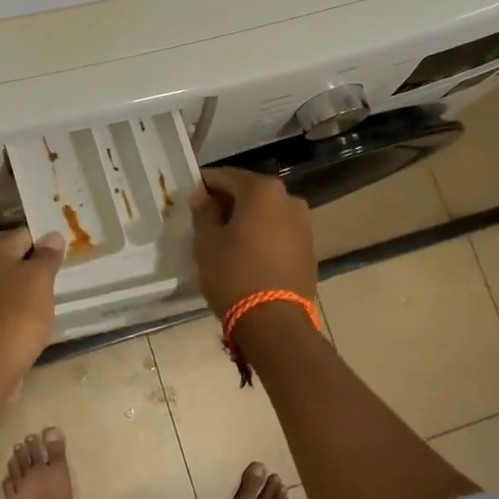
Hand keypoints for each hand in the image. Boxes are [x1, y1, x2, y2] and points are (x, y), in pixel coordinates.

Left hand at [0, 228, 65, 380]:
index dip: (48, 240)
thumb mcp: (40, 277)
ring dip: (35, 288)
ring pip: (16, 283)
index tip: (70, 250)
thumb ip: (48, 255)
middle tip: (68, 271)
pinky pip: (12, 305)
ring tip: (59, 294)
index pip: (25, 233)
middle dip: (42, 265)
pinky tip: (42, 316)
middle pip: (18, 258)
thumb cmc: (19, 311)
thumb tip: (52, 236)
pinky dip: (27, 308)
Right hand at [190, 167, 317, 318]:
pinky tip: (247, 252)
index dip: (204, 185)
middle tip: (205, 218)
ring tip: (225, 238)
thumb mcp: (207, 242)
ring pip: (266, 213)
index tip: (190, 197)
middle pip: (249, 193)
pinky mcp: (309, 249)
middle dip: (227, 202)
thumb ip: (204, 212)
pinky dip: (262, 235)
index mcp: (263, 190)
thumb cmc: (234, 274)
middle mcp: (289, 199)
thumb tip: (203, 196)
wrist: (275, 322)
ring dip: (246, 219)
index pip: (225, 177)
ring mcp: (303, 224)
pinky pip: (278, 232)